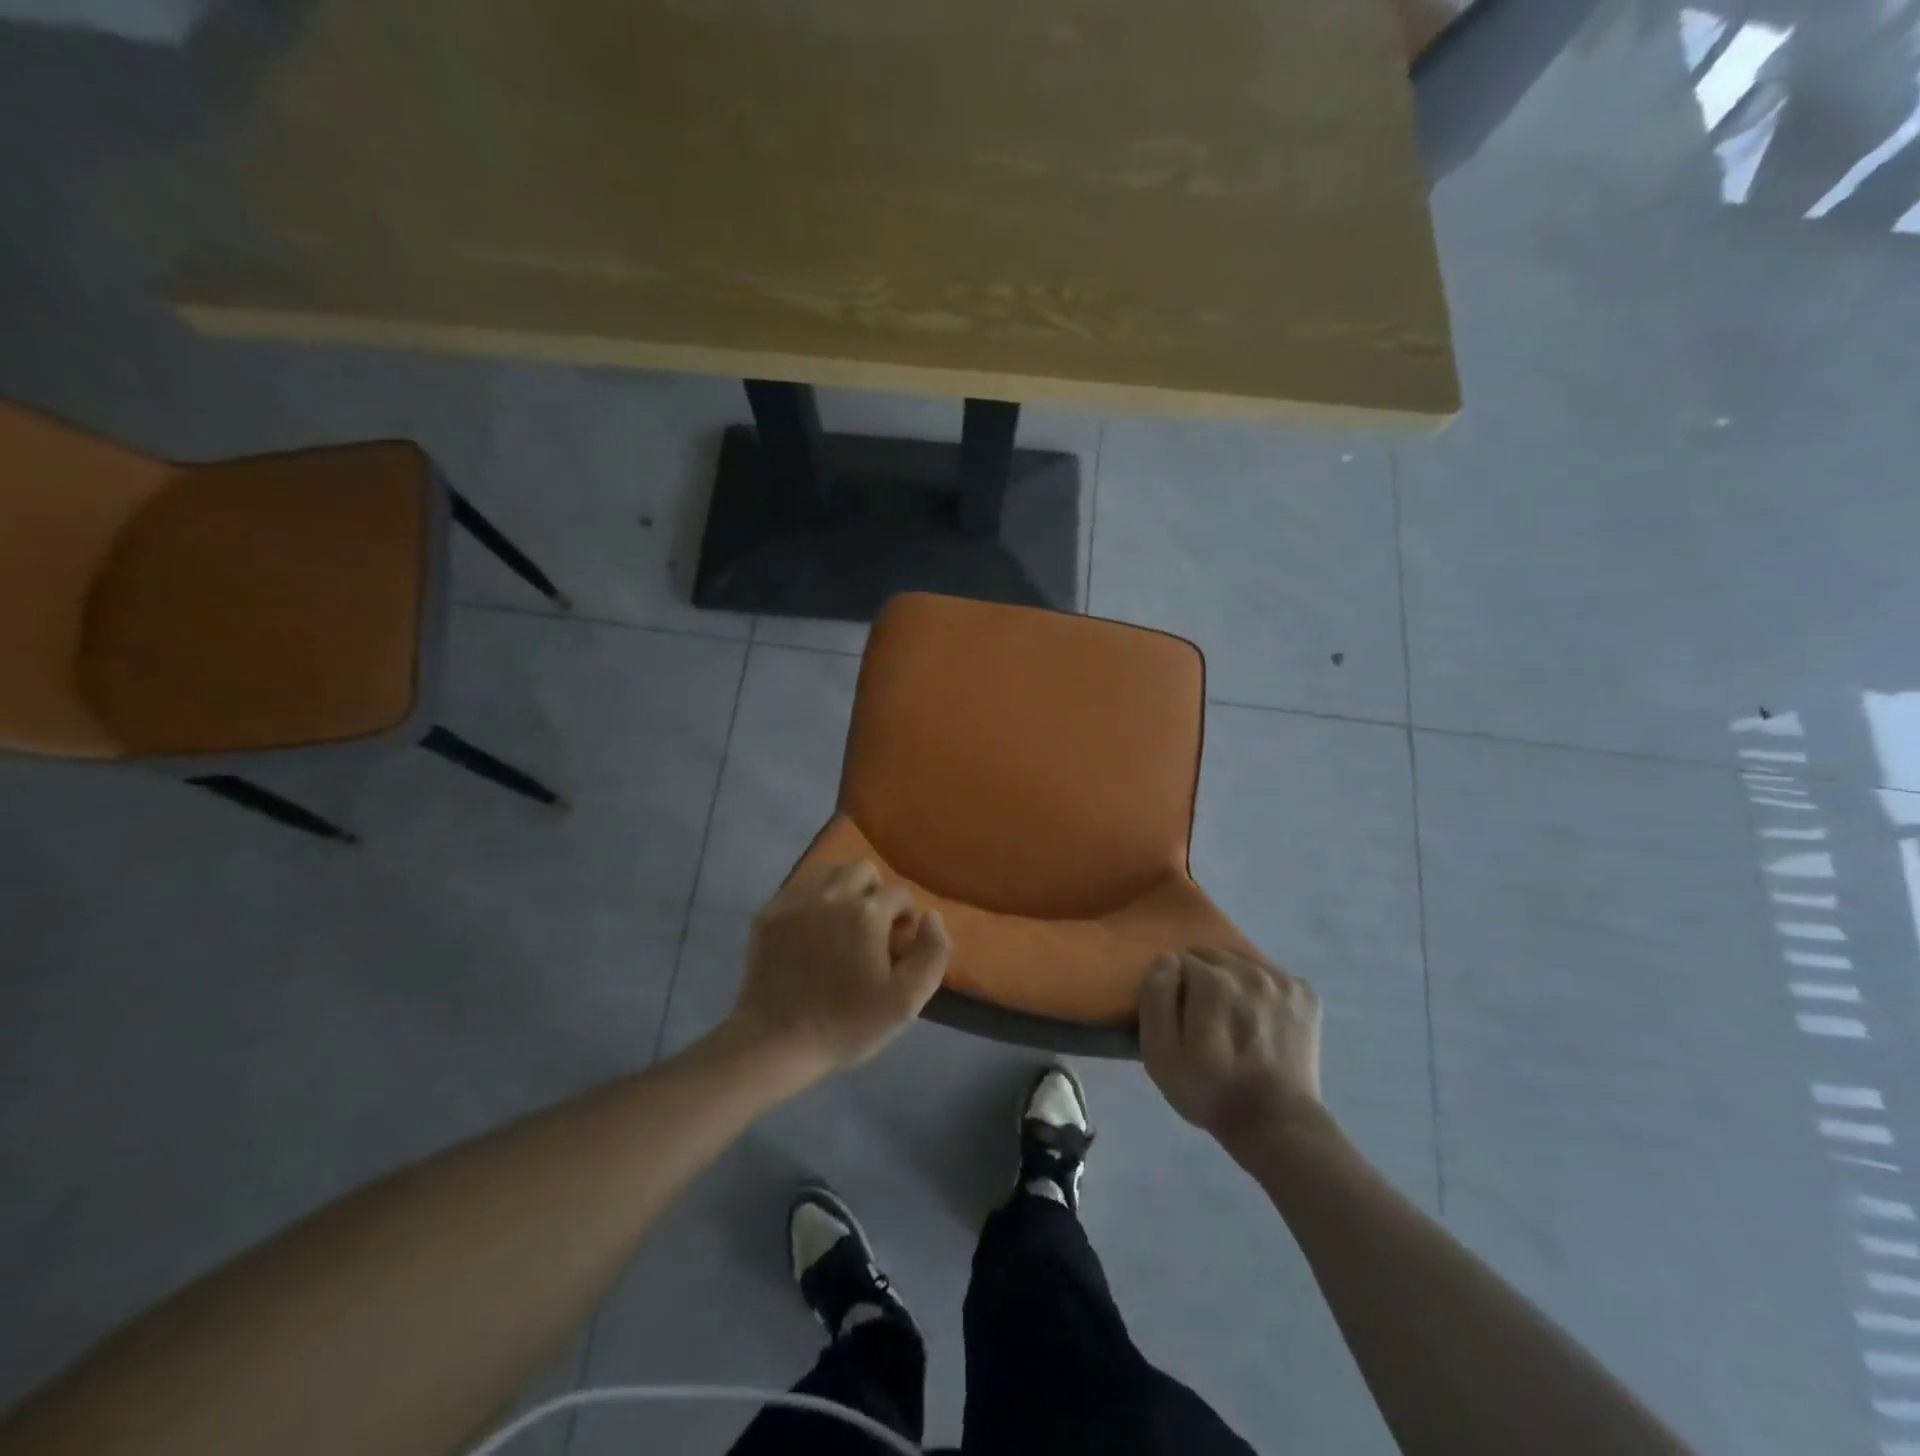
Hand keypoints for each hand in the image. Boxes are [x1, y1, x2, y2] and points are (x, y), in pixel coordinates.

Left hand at [728, 861, 949, 1081]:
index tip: (897, 947)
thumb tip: (931, 916)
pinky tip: (811, 932)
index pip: (899, 893)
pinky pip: (799, 888)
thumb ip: (932, 952)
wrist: (775, 1044)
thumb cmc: (846, 1025)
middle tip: (871, 930)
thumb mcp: (907, 1001)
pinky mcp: (769, 913)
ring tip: (841, 925)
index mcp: (867, 913)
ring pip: (829, 872)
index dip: (904, 918)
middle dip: (875, 894)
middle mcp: (832, 895)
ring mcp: (796, 901)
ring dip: (843, 890)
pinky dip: (812, 900)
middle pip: (863, 870)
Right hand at [1139, 947, 1324, 1163]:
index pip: (1178, 960)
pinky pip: (1270, 973)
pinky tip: (1260, 1018)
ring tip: (1233, 1019)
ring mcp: (1283, 980)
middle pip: (1211, 955)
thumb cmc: (1210, 1091)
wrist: (1279, 1127)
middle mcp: (1250, 971)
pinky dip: (1261, 988)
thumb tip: (1167, 959)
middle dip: (1202, 979)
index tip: (1181, 1019)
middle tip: (1205, 1019)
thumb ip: (1155, 996)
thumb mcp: (1159, 1053)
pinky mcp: (1305, 993)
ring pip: (1241, 961)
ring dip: (1231, 980)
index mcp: (1213, 982)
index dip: (1175, 989)